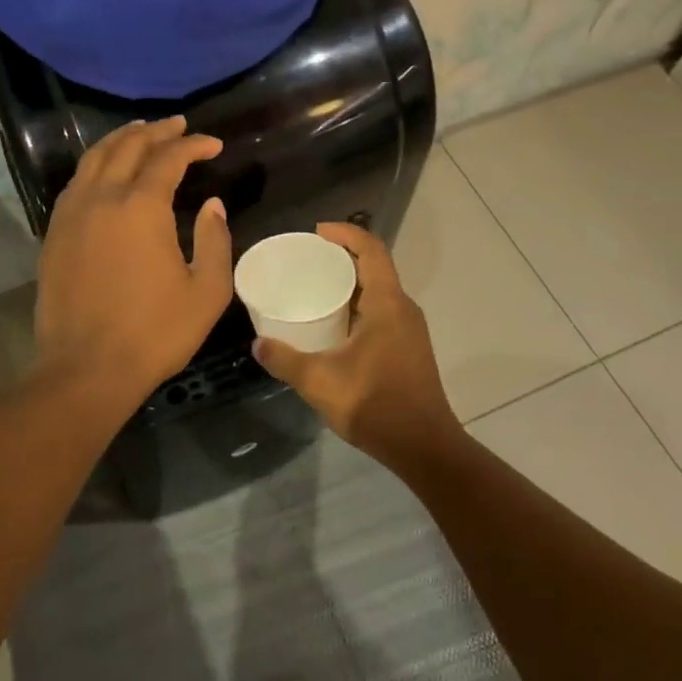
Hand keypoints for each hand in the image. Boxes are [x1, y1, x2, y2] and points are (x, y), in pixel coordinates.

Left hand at [33, 116, 232, 406]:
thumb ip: (214, 240)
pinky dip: (95, 165)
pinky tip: (105, 171)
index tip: (213, 145)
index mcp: (141, 207)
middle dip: (157, 131)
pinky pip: (76, 182)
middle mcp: (103, 198)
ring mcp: (72, 214)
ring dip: (121, 139)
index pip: (168, 158)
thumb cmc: (154, 333)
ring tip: (140, 132)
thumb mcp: (206, 291)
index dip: (193, 145)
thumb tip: (212, 204)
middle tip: (178, 127)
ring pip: (95, 158)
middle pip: (128, 147)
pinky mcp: (55, 233)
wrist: (86, 368)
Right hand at [252, 223, 463, 470]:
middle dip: (343, 256)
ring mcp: (409, 330)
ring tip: (314, 287)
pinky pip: (381, 311)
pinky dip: (357, 305)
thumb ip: (285, 360)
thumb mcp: (319, 381)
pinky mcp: (408, 348)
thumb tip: (257, 344)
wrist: (424, 448)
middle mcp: (403, 309)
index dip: (346, 234)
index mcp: (387, 304)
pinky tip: (333, 324)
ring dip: (350, 282)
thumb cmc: (375, 404)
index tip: (317, 232)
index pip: (371, 250)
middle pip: (375, 267)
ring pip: (379, 291)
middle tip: (307, 259)